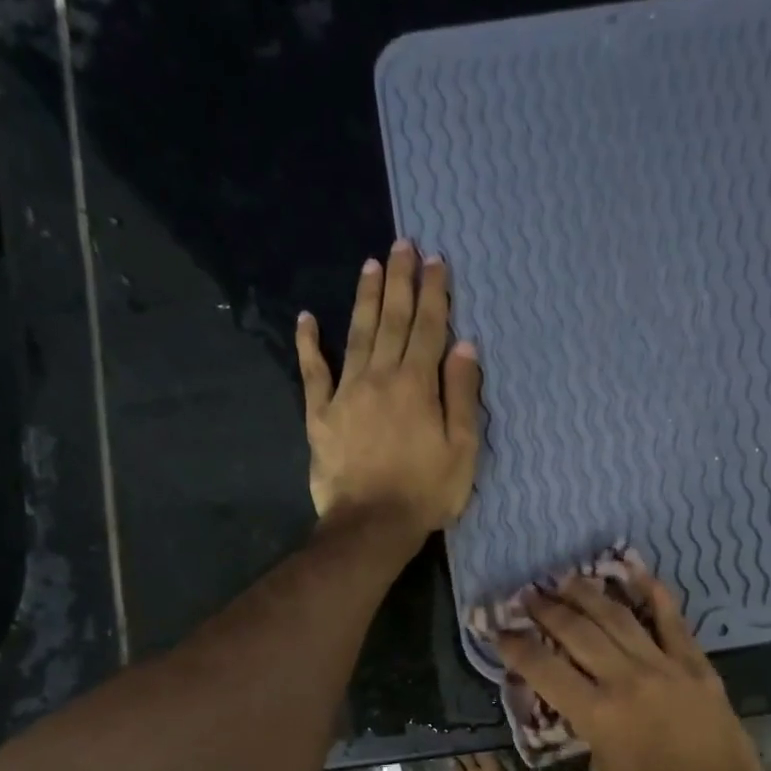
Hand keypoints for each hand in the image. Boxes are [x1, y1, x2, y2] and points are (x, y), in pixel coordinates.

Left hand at [295, 242, 482, 548]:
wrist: (371, 525)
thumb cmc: (426, 492)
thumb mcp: (462, 449)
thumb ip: (462, 396)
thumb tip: (463, 347)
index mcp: (417, 385)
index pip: (429, 328)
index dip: (434, 293)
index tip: (436, 261)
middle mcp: (380, 377)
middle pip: (392, 321)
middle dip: (399, 281)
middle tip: (402, 245)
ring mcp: (345, 393)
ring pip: (357, 335)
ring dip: (365, 298)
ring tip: (370, 265)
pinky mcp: (320, 415)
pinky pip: (313, 372)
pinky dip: (309, 344)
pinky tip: (307, 319)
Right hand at [493, 568, 765, 770]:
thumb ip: (588, 729)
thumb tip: (584, 701)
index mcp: (598, 715)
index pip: (544, 670)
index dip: (516, 647)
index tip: (499, 631)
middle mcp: (626, 680)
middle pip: (578, 632)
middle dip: (547, 610)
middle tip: (528, 595)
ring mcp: (665, 666)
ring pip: (618, 618)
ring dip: (588, 594)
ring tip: (566, 579)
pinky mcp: (696, 665)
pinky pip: (672, 621)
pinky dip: (653, 593)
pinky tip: (635, 572)